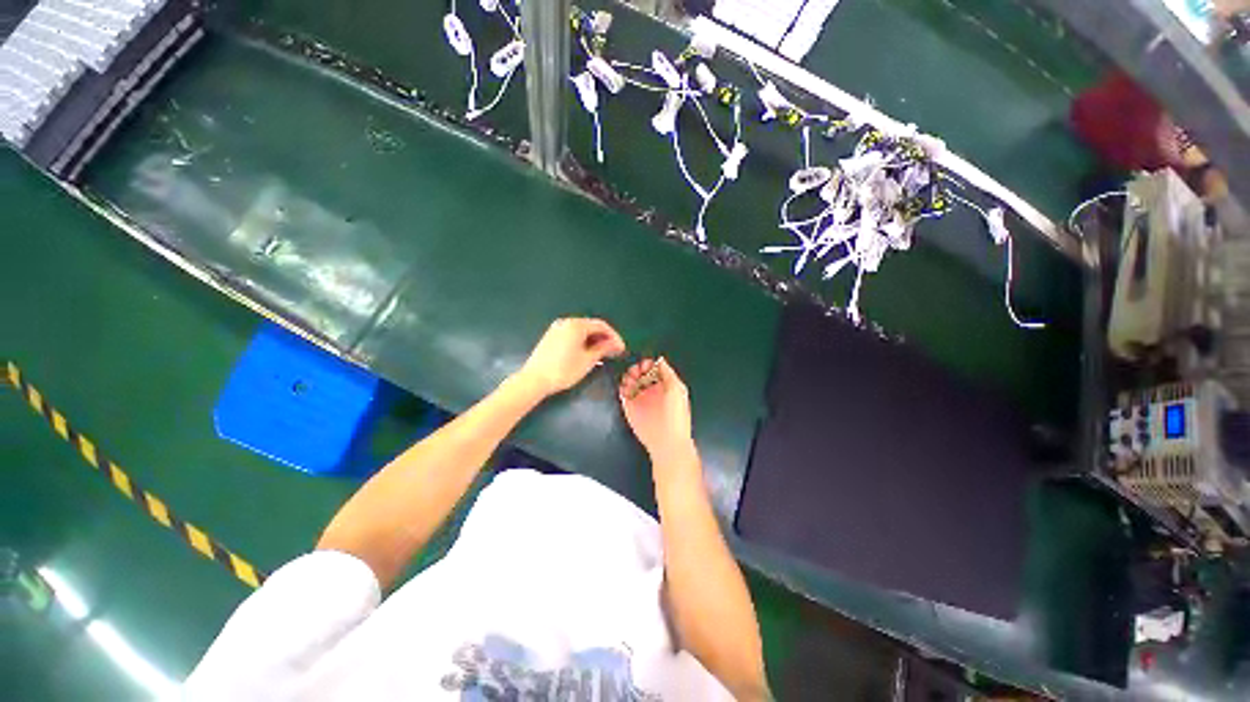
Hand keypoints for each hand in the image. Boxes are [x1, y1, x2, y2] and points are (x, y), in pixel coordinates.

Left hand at [518, 318, 625, 397]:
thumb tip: (614, 344)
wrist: (535, 380)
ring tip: (603, 354)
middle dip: (604, 338)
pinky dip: (582, 341)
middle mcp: (566, 322)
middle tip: (614, 351)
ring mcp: (557, 329)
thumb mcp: (588, 360)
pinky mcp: (551, 337)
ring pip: (581, 331)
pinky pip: (572, 335)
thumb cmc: (564, 370)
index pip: (601, 325)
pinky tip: (587, 353)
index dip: (614, 336)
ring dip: (594, 340)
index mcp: (576, 325)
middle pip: (591, 326)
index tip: (621, 348)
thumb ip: (603, 349)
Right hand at [619, 357, 693, 458]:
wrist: (667, 440)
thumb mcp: (677, 389)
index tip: (645, 365)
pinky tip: (626, 388)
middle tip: (637, 372)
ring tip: (631, 380)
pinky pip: (623, 393)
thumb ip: (668, 373)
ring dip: (629, 377)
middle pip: (640, 373)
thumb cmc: (676, 414)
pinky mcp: (630, 408)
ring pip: (630, 381)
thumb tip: (660, 360)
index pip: (653, 369)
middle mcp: (651, 390)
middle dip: (637, 369)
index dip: (648, 364)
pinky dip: (622, 388)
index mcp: (664, 385)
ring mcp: (640, 399)